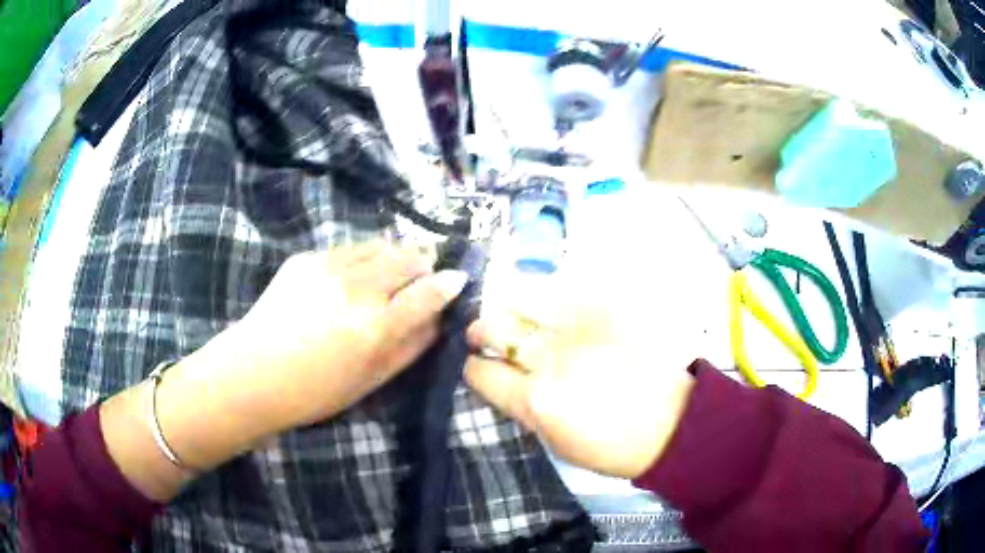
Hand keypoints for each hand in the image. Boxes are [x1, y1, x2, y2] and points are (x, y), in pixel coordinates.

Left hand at [151, 242, 466, 468]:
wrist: (253, 374)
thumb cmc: (315, 391)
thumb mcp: (371, 381)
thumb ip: (410, 348)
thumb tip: (437, 322)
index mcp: (377, 326)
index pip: (429, 293)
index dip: (448, 283)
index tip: (458, 278)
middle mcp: (357, 288)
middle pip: (408, 258)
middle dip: (424, 262)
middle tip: (425, 272)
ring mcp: (329, 266)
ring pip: (379, 245)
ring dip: (395, 254)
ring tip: (393, 269)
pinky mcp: (305, 258)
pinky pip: (348, 248)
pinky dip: (362, 258)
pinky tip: (353, 276)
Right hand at [464, 293, 695, 479]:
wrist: (670, 424)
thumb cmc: (610, 446)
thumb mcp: (553, 440)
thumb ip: (521, 406)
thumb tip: (503, 379)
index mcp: (535, 400)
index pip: (481, 372)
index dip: (474, 368)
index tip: (476, 364)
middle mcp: (551, 360)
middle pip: (494, 327)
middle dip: (481, 329)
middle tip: (484, 332)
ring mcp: (580, 329)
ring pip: (524, 298)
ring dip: (511, 306)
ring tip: (516, 312)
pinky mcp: (607, 310)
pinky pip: (564, 290)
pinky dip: (550, 296)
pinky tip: (553, 306)